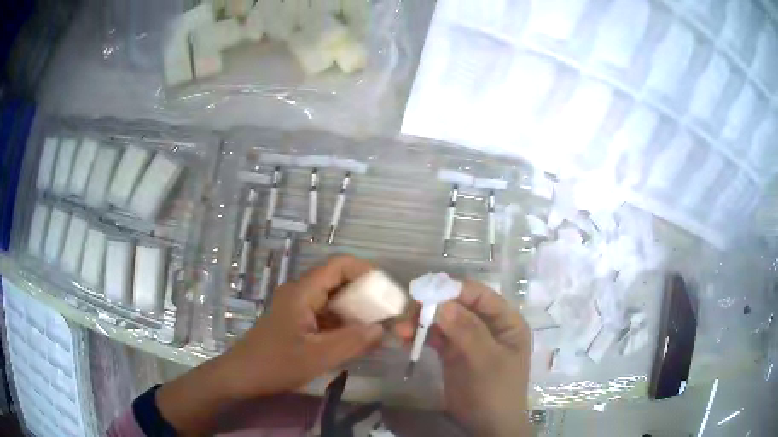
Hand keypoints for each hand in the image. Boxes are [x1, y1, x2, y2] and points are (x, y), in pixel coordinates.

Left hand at [221, 254, 384, 397]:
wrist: (242, 377)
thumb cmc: (275, 364)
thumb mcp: (317, 357)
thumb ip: (353, 342)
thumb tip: (383, 329)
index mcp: (303, 292)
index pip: (339, 265)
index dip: (366, 272)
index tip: (387, 292)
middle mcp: (301, 293)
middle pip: (339, 282)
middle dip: (366, 296)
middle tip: (388, 315)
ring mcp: (299, 308)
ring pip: (334, 300)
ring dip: (356, 312)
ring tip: (377, 330)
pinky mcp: (298, 322)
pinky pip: (327, 316)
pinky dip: (344, 324)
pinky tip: (356, 341)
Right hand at [396, 281, 531, 436]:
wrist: (486, 426)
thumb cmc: (496, 391)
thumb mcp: (487, 361)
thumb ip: (467, 331)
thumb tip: (441, 303)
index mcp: (506, 321)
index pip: (480, 295)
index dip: (454, 290)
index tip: (426, 291)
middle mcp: (487, 325)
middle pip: (458, 305)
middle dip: (433, 306)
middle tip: (408, 312)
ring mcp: (468, 338)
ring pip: (443, 320)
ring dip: (422, 321)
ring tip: (401, 330)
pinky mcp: (452, 353)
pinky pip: (435, 337)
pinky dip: (420, 335)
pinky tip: (404, 337)